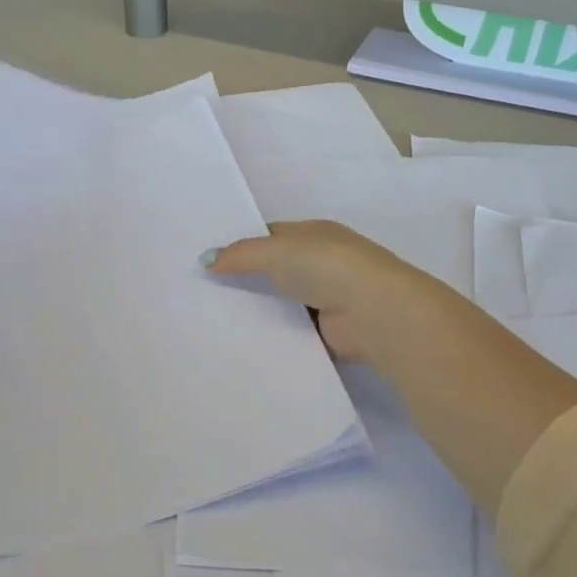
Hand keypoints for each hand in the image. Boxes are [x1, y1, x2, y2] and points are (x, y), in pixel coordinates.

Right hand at [204, 220, 460, 365]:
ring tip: (214, 320)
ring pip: (282, 302)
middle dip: (247, 280)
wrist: (373, 311)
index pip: (272, 235)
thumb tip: (205, 259)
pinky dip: (275, 334)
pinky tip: (243, 341)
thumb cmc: (326, 266)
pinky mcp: (328, 330)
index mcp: (315, 234)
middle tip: (204, 293)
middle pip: (276, 270)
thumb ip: (240, 255)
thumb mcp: (275, 251)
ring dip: (260, 310)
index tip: (211, 260)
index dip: (243, 245)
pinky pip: (292, 330)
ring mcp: (327, 297)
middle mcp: (322, 263)